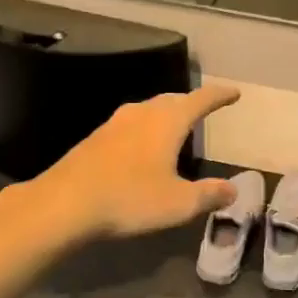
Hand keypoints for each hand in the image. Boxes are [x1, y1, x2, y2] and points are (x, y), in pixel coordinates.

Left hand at [22, 85, 241, 241]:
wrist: (63, 204)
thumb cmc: (129, 199)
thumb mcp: (179, 203)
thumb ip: (209, 195)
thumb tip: (232, 190)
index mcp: (167, 122)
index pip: (200, 100)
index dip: (219, 96)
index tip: (234, 93)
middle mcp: (141, 114)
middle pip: (171, 100)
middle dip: (190, 103)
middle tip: (204, 108)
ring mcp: (113, 125)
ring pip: (147, 111)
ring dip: (164, 115)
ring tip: (174, 126)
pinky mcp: (94, 140)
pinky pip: (129, 126)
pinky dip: (144, 130)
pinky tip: (141, 148)